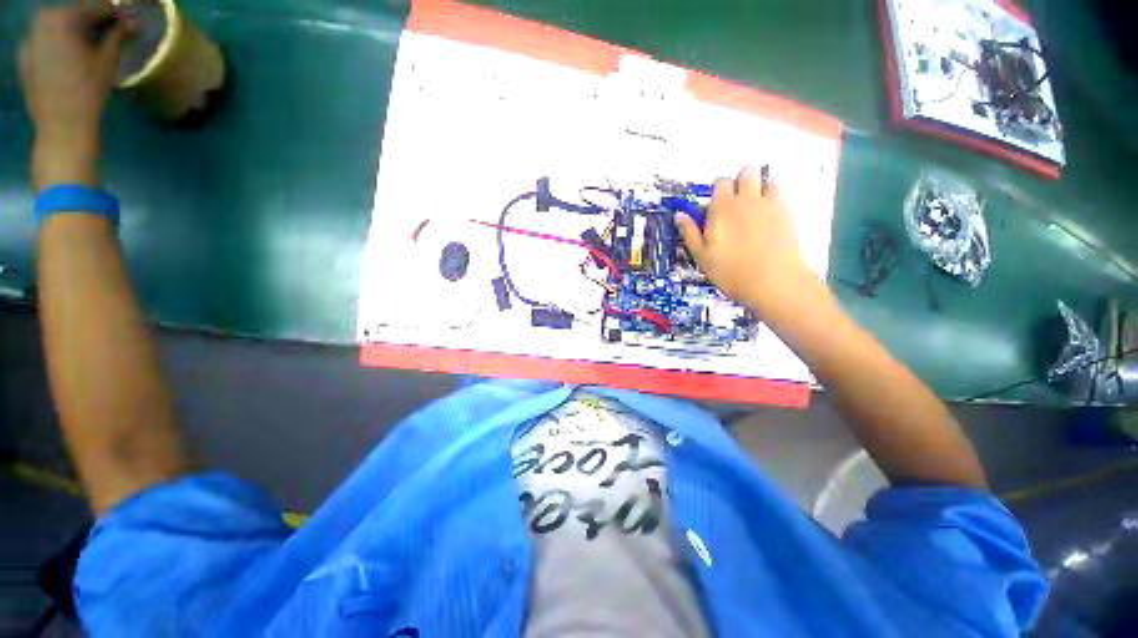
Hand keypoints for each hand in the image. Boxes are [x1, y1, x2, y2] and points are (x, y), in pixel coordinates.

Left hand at [20, 7, 128, 188]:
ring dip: (76, 31)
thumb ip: (117, 35)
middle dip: (92, 21)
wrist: (62, 125)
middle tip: (111, 31)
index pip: (95, 7)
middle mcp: (42, 22)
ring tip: (91, 43)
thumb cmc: (89, 91)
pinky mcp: (25, 58)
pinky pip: (45, 43)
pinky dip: (61, 44)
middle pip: (73, 15)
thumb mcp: (108, 59)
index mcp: (62, 17)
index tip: (128, 21)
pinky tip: (71, 57)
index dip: (115, 14)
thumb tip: (130, 22)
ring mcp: (29, 40)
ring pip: (58, 27)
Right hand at [676, 166, 817, 313]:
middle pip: (747, 171)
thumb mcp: (701, 256)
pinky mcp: (788, 214)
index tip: (715, 204)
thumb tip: (680, 216)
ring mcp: (770, 204)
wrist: (773, 282)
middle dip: (741, 180)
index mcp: (722, 208)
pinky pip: (782, 195)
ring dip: (760, 186)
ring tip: (754, 207)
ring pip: (768, 179)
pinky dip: (775, 199)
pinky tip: (768, 219)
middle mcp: (747, 200)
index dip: (717, 190)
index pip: (720, 182)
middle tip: (736, 201)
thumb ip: (690, 233)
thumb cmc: (731, 271)